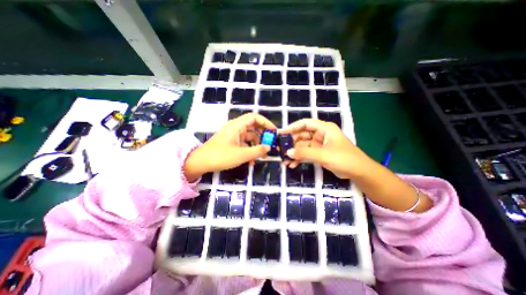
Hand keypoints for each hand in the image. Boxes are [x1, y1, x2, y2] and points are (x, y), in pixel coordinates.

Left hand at [184, 114, 275, 179]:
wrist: (201, 163)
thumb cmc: (221, 156)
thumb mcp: (242, 155)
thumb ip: (257, 151)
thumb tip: (269, 147)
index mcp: (237, 126)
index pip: (255, 117)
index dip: (266, 123)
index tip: (274, 132)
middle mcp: (236, 128)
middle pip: (253, 127)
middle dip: (263, 136)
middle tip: (270, 145)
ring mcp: (233, 135)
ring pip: (249, 137)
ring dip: (256, 146)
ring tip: (262, 157)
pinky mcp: (231, 142)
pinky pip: (244, 143)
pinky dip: (249, 150)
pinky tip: (252, 161)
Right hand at [279, 117, 372, 178]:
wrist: (358, 172)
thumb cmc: (344, 159)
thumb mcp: (323, 155)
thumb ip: (305, 153)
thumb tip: (288, 152)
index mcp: (324, 129)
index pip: (305, 124)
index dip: (292, 127)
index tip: (281, 133)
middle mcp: (320, 135)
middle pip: (301, 136)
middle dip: (291, 144)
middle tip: (281, 151)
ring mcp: (319, 145)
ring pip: (302, 147)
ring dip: (294, 153)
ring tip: (284, 161)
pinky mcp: (319, 154)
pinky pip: (306, 154)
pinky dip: (299, 159)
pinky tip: (292, 165)